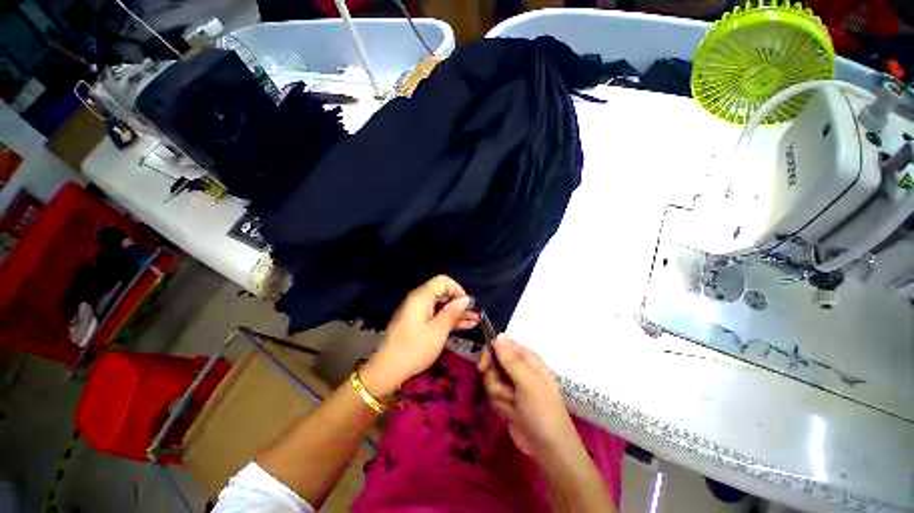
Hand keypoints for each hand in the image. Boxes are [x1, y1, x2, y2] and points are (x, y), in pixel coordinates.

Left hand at [361, 275, 478, 396]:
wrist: (388, 370)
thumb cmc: (415, 348)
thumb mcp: (438, 331)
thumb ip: (452, 312)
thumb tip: (465, 299)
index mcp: (421, 297)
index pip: (443, 281)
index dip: (457, 289)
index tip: (466, 304)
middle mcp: (419, 300)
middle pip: (443, 293)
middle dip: (460, 302)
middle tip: (475, 313)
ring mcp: (418, 312)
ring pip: (441, 306)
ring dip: (457, 313)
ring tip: (475, 320)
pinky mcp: (418, 323)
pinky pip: (436, 316)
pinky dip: (448, 320)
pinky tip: (465, 325)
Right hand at [479, 335, 579, 463]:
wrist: (548, 450)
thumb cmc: (542, 412)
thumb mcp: (528, 383)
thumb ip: (511, 360)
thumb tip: (498, 335)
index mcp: (527, 359)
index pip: (500, 345)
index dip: (489, 354)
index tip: (482, 367)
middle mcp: (519, 369)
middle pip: (492, 364)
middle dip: (495, 380)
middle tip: (505, 393)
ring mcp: (512, 385)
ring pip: (491, 381)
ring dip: (499, 396)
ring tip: (513, 407)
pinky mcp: (507, 400)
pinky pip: (493, 396)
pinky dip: (500, 406)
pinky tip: (511, 415)